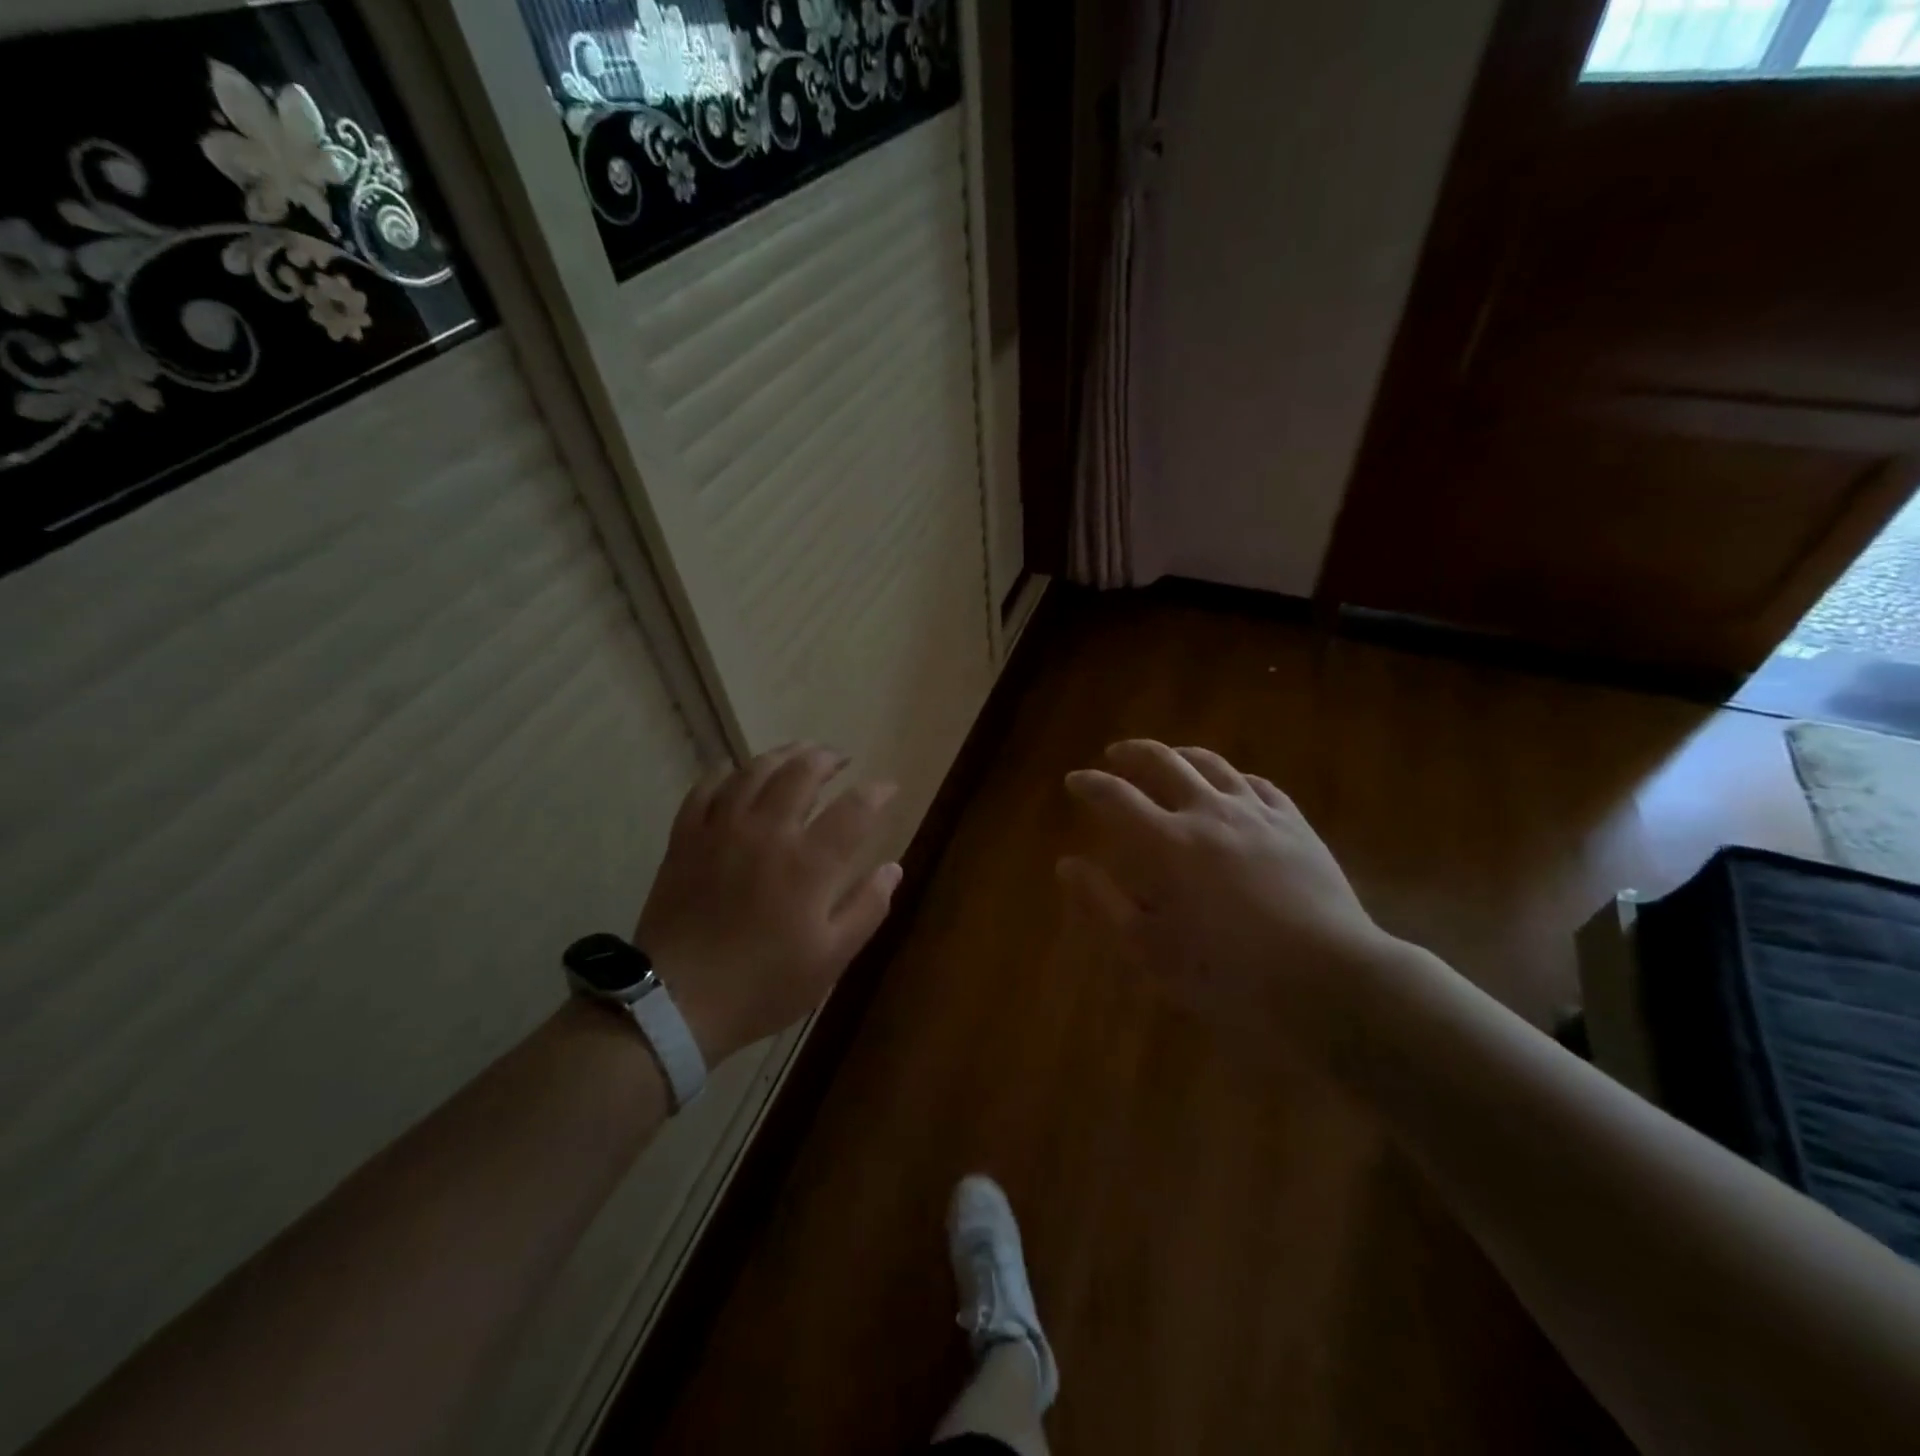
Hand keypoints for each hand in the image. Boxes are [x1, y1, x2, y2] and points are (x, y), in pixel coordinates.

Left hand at [637, 744, 901, 1065]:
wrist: (675, 1003)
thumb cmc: (763, 985)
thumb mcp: (830, 959)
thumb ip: (867, 908)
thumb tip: (893, 868)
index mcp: (809, 863)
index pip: (855, 809)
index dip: (877, 792)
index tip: (888, 787)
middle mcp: (767, 832)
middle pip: (802, 772)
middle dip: (827, 758)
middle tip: (840, 759)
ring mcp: (721, 830)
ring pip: (754, 770)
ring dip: (782, 754)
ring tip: (798, 753)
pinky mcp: (686, 838)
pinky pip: (706, 789)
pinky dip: (726, 773)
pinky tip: (736, 773)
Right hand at [1057, 740, 1397, 1054]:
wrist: (1328, 980)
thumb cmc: (1228, 973)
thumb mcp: (1150, 950)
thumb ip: (1103, 902)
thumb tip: (1067, 863)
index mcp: (1167, 843)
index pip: (1116, 796)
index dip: (1090, 784)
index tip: (1074, 780)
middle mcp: (1208, 812)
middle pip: (1163, 761)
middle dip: (1132, 753)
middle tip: (1116, 755)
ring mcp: (1258, 813)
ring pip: (1213, 764)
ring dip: (1181, 755)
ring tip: (1169, 757)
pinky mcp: (1296, 825)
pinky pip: (1259, 784)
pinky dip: (1234, 777)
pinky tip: (1233, 785)